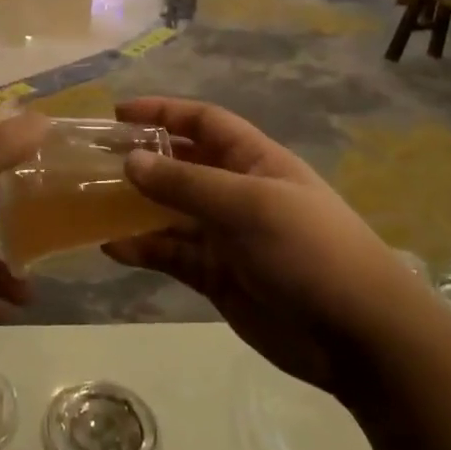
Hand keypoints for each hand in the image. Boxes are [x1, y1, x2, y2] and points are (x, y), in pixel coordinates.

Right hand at [104, 98, 407, 395]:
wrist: (359, 336)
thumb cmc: (308, 250)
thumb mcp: (248, 206)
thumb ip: (187, 184)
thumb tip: (131, 160)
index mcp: (254, 161)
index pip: (203, 123)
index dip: (163, 112)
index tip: (119, 113)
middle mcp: (236, 192)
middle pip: (181, 165)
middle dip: (142, 159)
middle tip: (94, 161)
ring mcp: (226, 236)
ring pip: (170, 211)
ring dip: (135, 207)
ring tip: (91, 204)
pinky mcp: (217, 276)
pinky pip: (172, 254)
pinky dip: (143, 249)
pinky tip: (112, 248)